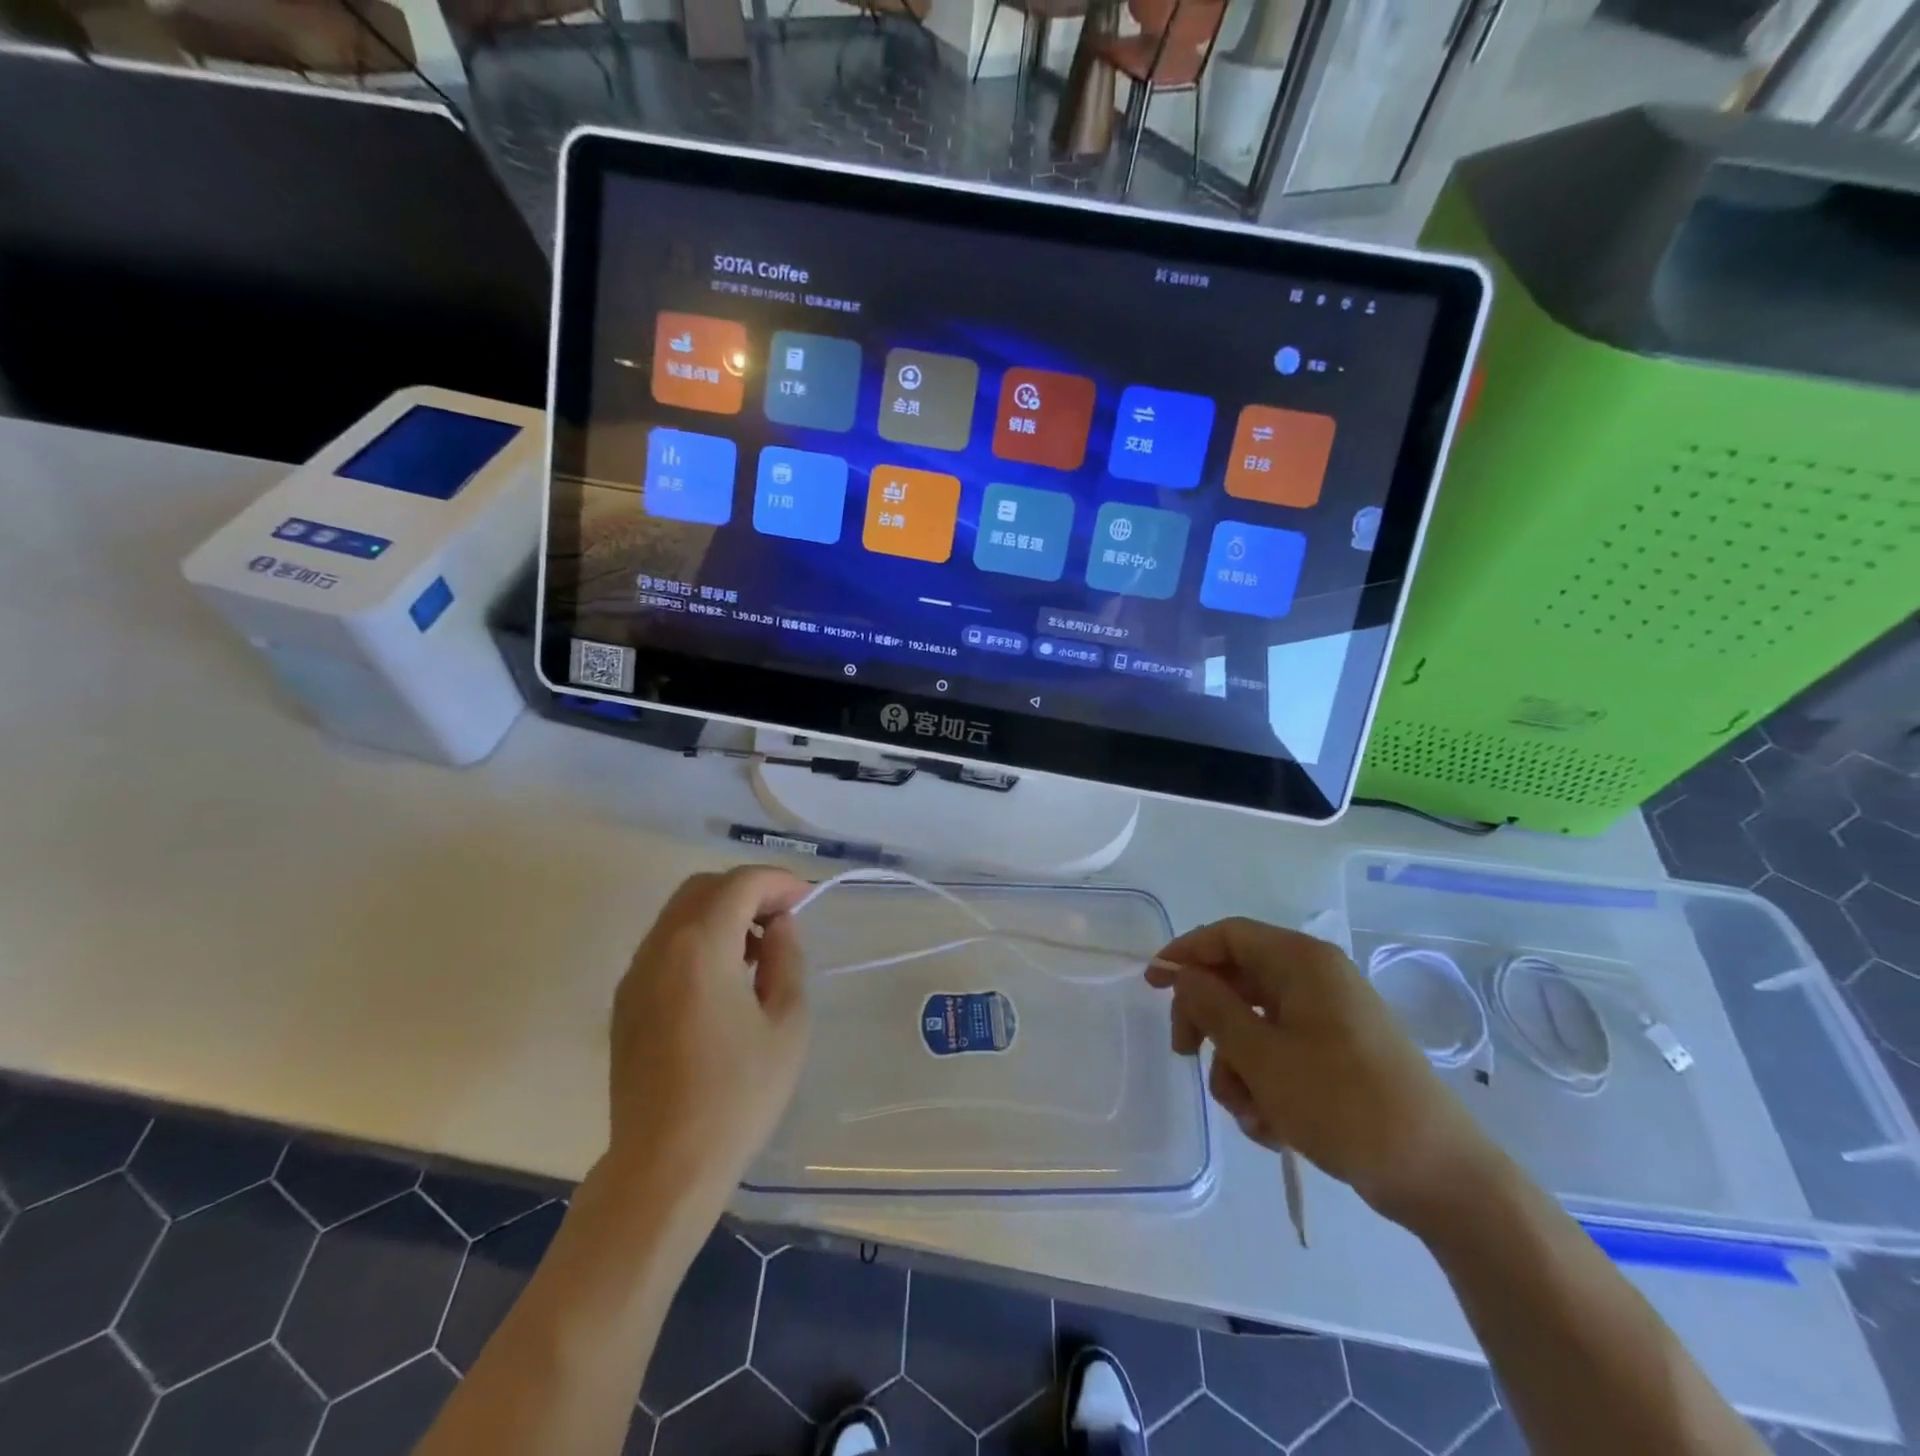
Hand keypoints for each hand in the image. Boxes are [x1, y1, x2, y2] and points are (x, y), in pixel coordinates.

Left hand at [606, 867, 811, 1197]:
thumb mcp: (787, 1024)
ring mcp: (635, 974)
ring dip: (722, 913)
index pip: (740, 883)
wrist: (664, 1165)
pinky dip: (698, 939)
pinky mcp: (625, 1002)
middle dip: (748, 890)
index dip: (778, 881)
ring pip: (680, 913)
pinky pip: (664, 945)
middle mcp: (660, 948)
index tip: (806, 899)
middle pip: (704, 887)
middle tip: (783, 919)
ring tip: (757, 952)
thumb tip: (779, 926)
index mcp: (700, 947)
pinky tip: (724, 979)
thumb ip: (786, 959)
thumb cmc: (738, 1095)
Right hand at [1148, 918, 1498, 1228]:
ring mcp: (1329, 1019)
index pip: (1227, 935)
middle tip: (1186, 1056)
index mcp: (1301, 962)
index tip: (1152, 984)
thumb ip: (1212, 1008)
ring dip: (1238, 1068)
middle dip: (1209, 1023)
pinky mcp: (1338, 1055)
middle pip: (1237, 981)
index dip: (1185, 953)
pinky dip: (1266, 1085)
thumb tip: (1183, 975)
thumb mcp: (1262, 1057)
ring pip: (1254, 1025)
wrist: (1441, 1177)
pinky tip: (1273, 1127)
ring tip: (1249, 1114)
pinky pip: (1281, 1054)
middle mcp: (1315, 980)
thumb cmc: (1344, 1103)